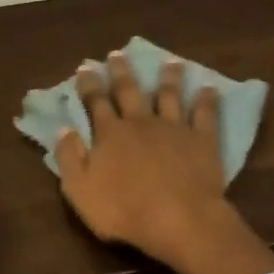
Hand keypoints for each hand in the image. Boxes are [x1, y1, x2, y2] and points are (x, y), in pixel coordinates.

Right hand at [56, 52, 225, 263]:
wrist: (179, 220)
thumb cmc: (124, 211)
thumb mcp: (80, 190)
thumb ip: (70, 158)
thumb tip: (63, 129)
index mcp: (110, 134)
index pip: (96, 102)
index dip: (89, 84)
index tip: (86, 67)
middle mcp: (141, 122)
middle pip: (130, 91)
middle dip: (122, 71)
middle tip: (118, 54)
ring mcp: (174, 128)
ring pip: (170, 95)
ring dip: (169, 77)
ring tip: (170, 62)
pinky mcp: (202, 139)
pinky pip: (205, 114)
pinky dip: (207, 99)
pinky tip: (209, 88)